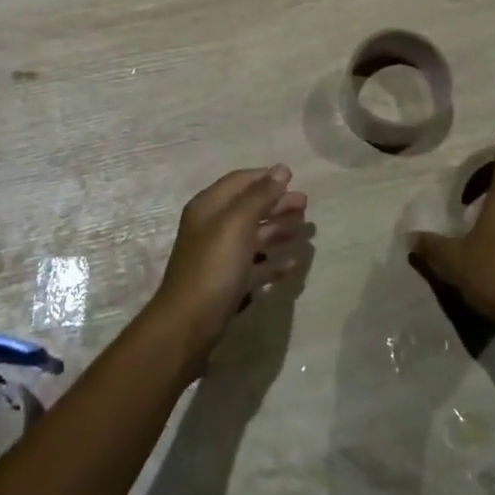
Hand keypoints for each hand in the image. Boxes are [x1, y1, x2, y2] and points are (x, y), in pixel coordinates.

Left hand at [148, 166, 308, 371]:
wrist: (189, 324)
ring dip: (278, 230)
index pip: (238, 182)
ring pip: (253, 237)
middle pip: (248, 208)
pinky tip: (292, 264)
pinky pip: (254, 266)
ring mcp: (220, 257)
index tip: (293, 177)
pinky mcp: (228, 284)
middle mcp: (212, 228)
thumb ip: (259, 196)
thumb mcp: (236, 224)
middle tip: (305, 204)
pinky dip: (272, 263)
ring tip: (305, 229)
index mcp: (208, 208)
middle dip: (276, 203)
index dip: (264, 177)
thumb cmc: (213, 267)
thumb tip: (281, 169)